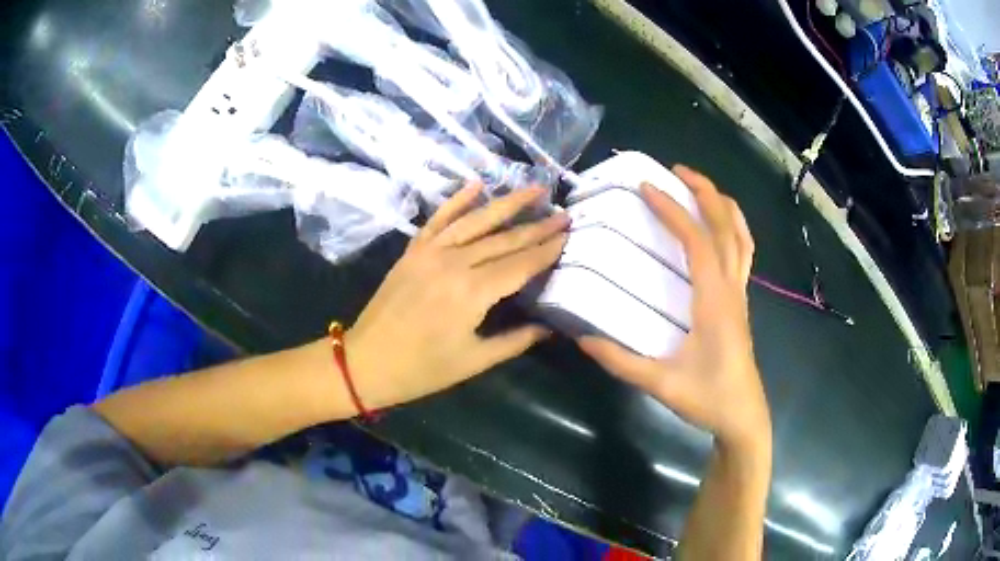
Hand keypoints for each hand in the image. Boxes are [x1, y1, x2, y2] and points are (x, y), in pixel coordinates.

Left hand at [346, 182, 568, 409]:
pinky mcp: (413, 250)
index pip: (520, 264)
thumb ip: (515, 341)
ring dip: (506, 203)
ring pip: (475, 220)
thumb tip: (549, 327)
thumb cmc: (422, 370)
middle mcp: (454, 262)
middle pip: (503, 239)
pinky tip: (476, 185)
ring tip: (534, 188)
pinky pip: (438, 219)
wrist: (366, 362)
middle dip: (536, 226)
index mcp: (473, 292)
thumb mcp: (474, 361)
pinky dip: (457, 200)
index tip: (569, 235)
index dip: (546, 251)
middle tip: (563, 214)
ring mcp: (431, 252)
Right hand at [577, 166, 769, 449]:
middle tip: (676, 170)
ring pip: (742, 236)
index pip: (698, 242)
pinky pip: (744, 252)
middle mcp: (732, 288)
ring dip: (723, 205)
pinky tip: (718, 227)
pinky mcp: (741, 301)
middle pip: (727, 226)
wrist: (742, 416)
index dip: (674, 211)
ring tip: (699, 187)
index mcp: (715, 301)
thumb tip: (580, 338)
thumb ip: (620, 361)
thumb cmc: (707, 398)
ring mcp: (741, 293)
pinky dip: (734, 228)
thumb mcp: (660, 383)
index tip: (647, 188)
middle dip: (704, 191)